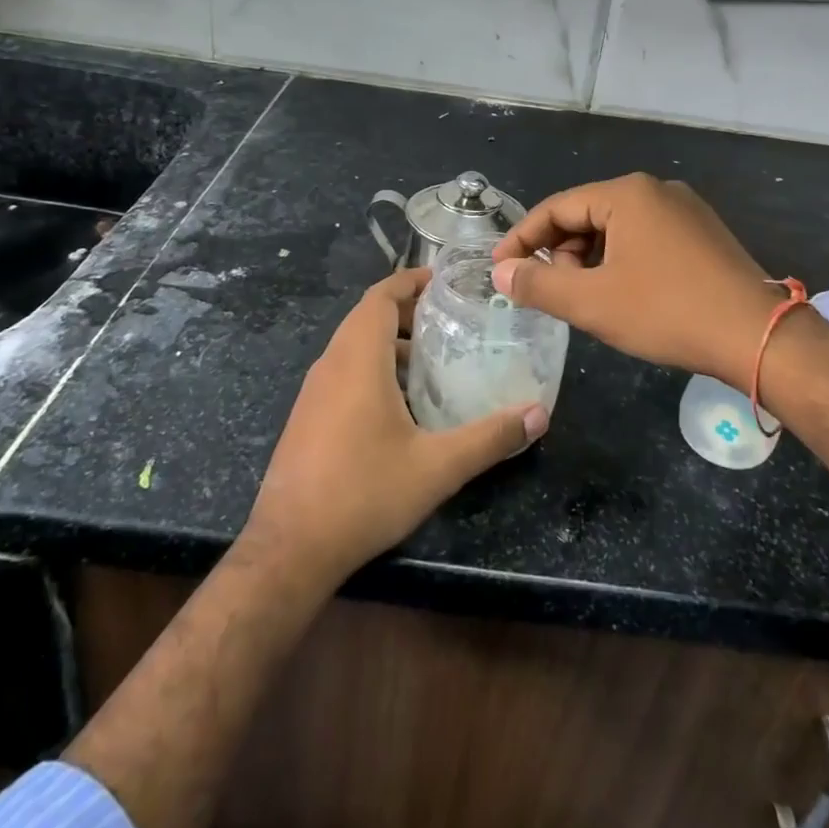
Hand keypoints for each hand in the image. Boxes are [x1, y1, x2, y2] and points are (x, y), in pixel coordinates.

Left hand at [244, 267, 547, 586]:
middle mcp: (330, 364)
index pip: (380, 296)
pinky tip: (401, 403)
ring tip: (433, 358)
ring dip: (389, 341)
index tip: (444, 280)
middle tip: (451, 319)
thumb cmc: (364, 493)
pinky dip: (372, 367)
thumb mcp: (437, 467)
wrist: (290, 548)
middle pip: (367, 317)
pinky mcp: (307, 416)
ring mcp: (313, 391)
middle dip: (407, 311)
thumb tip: (538, 415)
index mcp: (357, 359)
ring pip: (353, 346)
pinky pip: (343, 371)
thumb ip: (490, 437)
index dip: (410, 281)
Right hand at [491, 174, 784, 387]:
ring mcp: (685, 210)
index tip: (499, 268)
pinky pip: (646, 238)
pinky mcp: (703, 234)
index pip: (556, 208)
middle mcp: (656, 190)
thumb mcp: (592, 302)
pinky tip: (623, 294)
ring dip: (590, 260)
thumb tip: (500, 273)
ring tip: (586, 298)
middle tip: (549, 291)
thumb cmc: (667, 312)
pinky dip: (621, 261)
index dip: (522, 239)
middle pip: (587, 215)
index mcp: (627, 193)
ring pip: (617, 228)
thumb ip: (538, 284)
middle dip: (561, 252)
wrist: (759, 337)